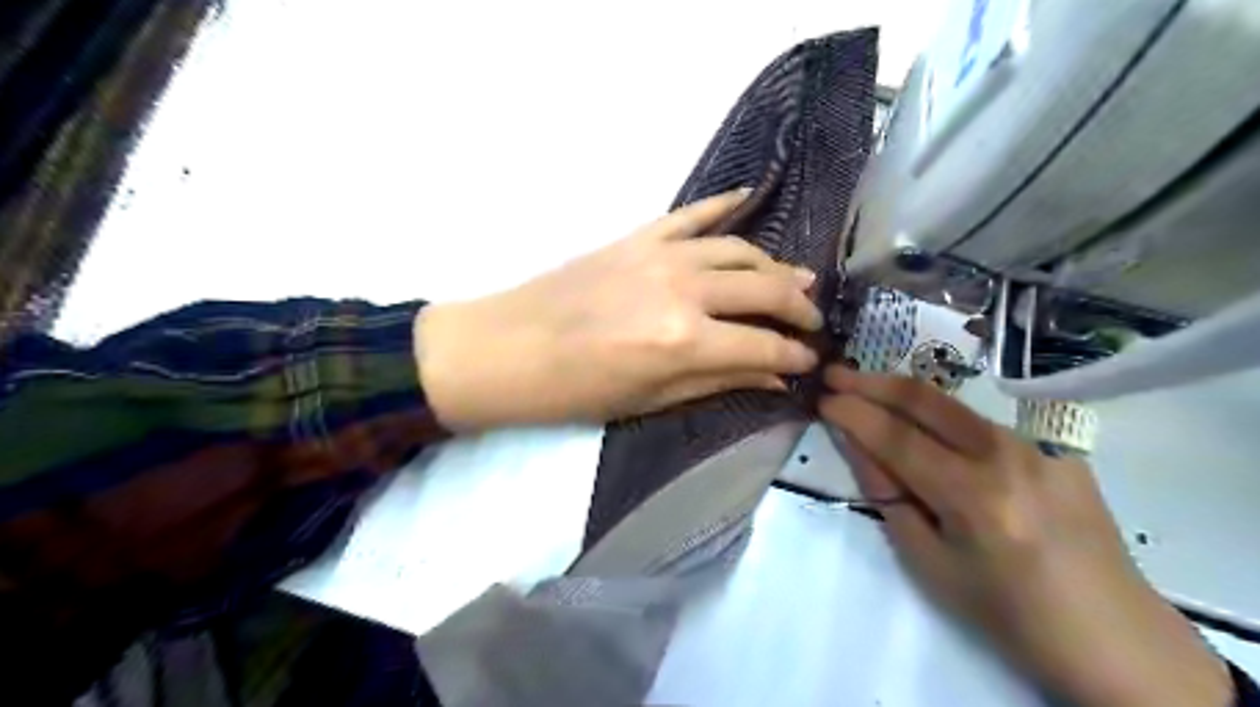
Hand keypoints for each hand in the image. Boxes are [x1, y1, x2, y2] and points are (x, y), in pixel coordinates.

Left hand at [417, 187, 823, 428]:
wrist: (507, 347)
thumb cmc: (575, 390)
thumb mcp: (649, 400)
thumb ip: (717, 381)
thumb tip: (773, 378)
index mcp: (685, 341)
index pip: (763, 346)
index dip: (794, 356)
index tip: (809, 361)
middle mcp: (684, 290)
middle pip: (764, 289)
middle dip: (798, 307)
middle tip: (812, 320)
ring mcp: (662, 254)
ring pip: (740, 249)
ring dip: (774, 264)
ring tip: (795, 279)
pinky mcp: (640, 235)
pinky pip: (694, 213)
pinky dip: (726, 205)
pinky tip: (753, 198)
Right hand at [818, 368, 1231, 705]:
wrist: (1109, 632)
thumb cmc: (1006, 611)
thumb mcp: (929, 562)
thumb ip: (888, 495)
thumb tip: (856, 444)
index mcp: (973, 496)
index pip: (896, 437)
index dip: (853, 413)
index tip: (822, 397)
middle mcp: (1007, 456)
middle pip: (925, 399)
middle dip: (871, 381)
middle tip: (834, 372)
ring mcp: (1038, 445)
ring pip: (953, 403)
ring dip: (902, 390)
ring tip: (866, 385)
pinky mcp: (1056, 445)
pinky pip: (982, 421)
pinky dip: (940, 415)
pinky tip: (921, 420)